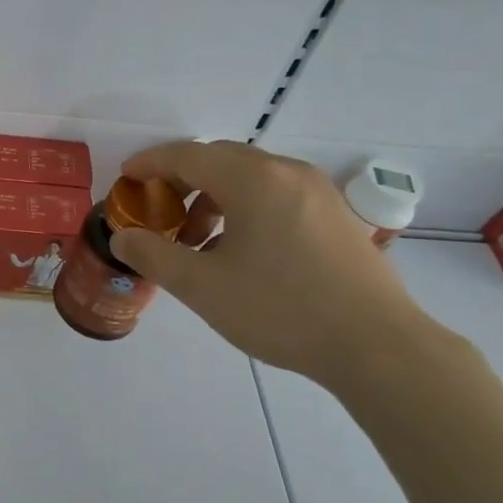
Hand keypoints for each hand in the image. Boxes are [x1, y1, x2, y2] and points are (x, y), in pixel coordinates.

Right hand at [109, 140, 447, 390]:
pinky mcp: (335, 214)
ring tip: (198, 242)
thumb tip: (123, 237)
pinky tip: (241, 251)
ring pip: (250, 177)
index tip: (126, 178)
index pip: (188, 155)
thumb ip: (155, 256)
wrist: (378, 347)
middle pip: (219, 159)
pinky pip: (276, 193)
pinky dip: (245, 207)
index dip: (151, 163)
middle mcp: (286, 171)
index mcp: (253, 179)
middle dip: (181, 181)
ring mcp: (316, 190)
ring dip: (214, 197)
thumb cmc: (283, 310)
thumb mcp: (204, 288)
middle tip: (157, 212)